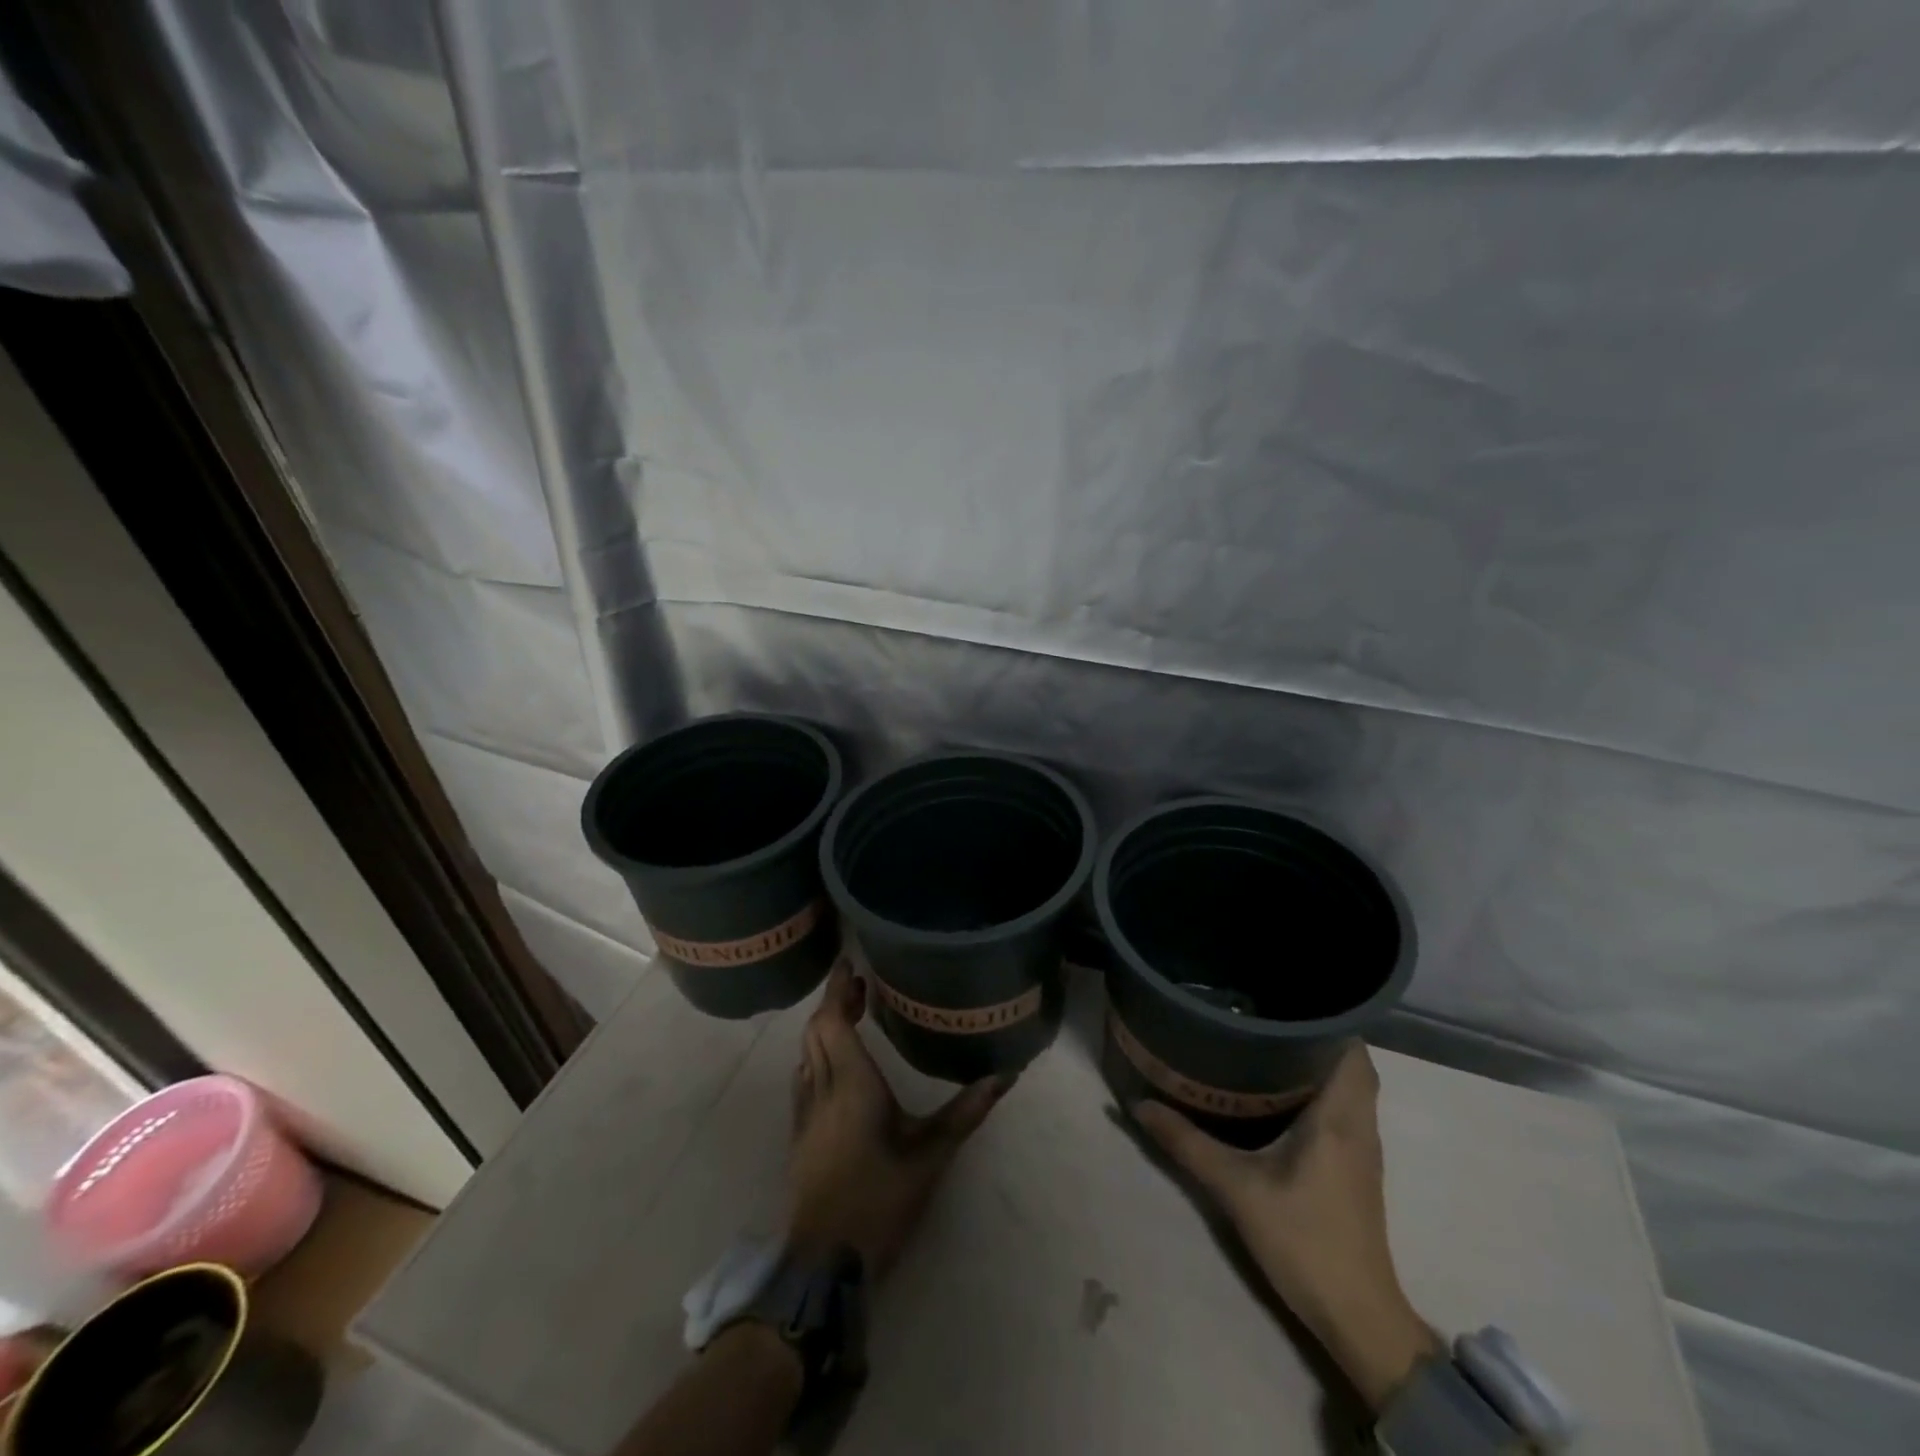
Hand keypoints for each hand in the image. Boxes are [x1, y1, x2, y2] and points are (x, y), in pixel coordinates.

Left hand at [786, 962, 1010, 1277]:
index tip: (850, 964)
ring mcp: (805, 1111)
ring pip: (806, 1051)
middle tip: (860, 985)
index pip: (834, 1020)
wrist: (824, 1259)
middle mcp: (822, 1087)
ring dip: (824, 1026)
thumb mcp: (931, 1155)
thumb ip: (966, 1111)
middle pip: (816, 1029)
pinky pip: (803, 1075)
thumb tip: (1005, 1075)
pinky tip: (834, 1062)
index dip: (839, 990)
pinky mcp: (799, 1132)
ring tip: (850, 1013)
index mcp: (852, 1083)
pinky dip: (816, 1053)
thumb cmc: (880, 1199)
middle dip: (834, 1001)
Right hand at [1132, 1043, 1440, 1410]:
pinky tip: (1280, 1091)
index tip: (1284, 999)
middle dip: (1314, 1035)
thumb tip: (1139, 1105)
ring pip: (1350, 1087)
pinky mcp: (1356, 1168)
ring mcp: (1363, 1148)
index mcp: (1339, 1117)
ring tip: (1267, 1041)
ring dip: (1319, 1062)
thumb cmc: (1303, 1240)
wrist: (1355, 1315)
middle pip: (1351, 1062)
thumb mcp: (1235, 1188)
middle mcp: (1359, 1124)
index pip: (1351, 1049)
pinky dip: (1321, 1088)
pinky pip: (1345, 1108)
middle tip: (1264, 1016)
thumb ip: (1187, 1143)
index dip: (1326, 1019)